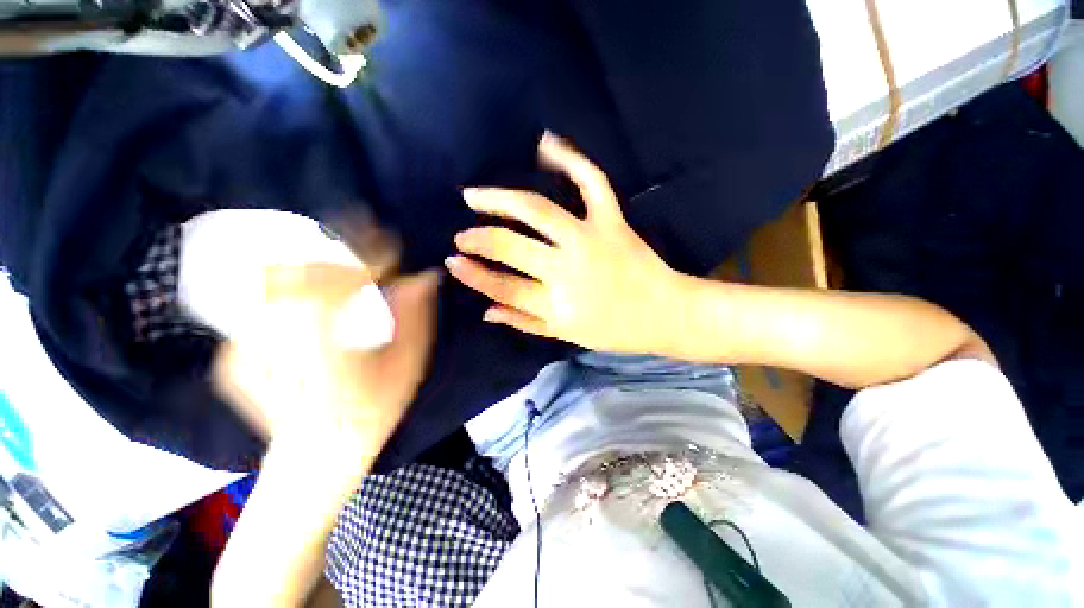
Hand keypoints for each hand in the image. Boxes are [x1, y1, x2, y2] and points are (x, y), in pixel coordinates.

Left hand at [214, 264, 439, 457]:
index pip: (345, 283)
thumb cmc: (370, 413)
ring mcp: (244, 349)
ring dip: (312, 270)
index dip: (371, 257)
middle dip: (338, 258)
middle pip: (300, 274)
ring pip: (271, 281)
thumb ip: (415, 318)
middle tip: (367, 261)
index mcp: (326, 352)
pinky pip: (259, 303)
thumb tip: (423, 277)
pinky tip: (316, 302)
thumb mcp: (406, 367)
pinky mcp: (232, 353)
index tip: (391, 245)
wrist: (313, 456)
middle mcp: (276, 345)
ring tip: (341, 276)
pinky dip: (291, 291)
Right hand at [445, 132, 682, 354]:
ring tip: (475, 195)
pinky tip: (546, 144)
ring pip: (538, 211)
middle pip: (513, 248)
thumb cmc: (615, 330)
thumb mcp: (567, 335)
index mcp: (558, 305)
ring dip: (502, 200)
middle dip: (480, 239)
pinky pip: (592, 183)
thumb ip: (525, 322)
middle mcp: (568, 270)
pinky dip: (572, 159)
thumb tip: (486, 311)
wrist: (665, 314)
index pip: (504, 287)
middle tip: (461, 235)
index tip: (452, 263)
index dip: (474, 275)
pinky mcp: (613, 222)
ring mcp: (591, 240)